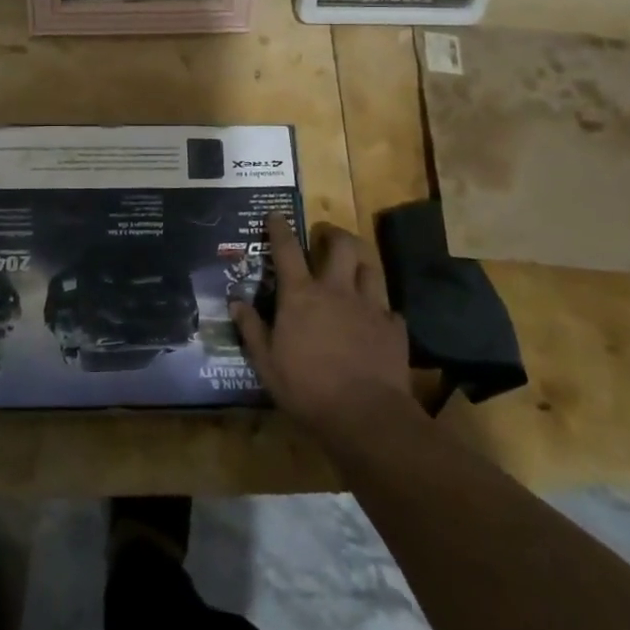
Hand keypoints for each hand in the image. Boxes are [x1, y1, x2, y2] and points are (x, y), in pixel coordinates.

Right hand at [231, 213, 413, 437]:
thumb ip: (252, 328)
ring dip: (359, 263)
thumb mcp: (266, 363)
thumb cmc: (307, 388)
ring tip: (354, 268)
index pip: (287, 249)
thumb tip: (236, 302)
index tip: (276, 214)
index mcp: (301, 295)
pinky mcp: (394, 328)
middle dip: (334, 234)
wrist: (365, 416)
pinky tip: (376, 318)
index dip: (280, 228)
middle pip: (342, 245)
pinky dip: (380, 307)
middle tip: (326, 237)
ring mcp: (369, 306)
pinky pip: (388, 307)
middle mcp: (336, 290)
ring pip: (369, 268)